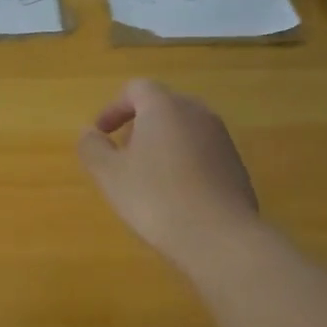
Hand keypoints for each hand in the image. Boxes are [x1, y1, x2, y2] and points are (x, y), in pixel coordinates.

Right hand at [77, 78, 258, 266]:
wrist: (220, 238)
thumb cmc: (156, 198)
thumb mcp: (109, 174)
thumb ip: (92, 147)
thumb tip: (89, 133)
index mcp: (164, 108)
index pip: (137, 88)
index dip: (114, 107)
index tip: (102, 132)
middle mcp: (197, 114)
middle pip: (164, 105)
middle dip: (139, 123)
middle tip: (122, 152)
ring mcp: (221, 139)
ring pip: (185, 128)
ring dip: (162, 142)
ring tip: (147, 176)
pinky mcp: (236, 165)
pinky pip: (202, 151)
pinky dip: (183, 160)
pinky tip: (175, 194)